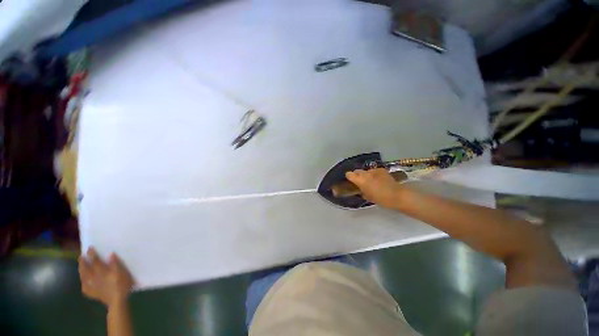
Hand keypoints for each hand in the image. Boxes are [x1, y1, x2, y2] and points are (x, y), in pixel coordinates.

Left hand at [78, 247, 134, 306]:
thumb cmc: (120, 287)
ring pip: (83, 276)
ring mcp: (92, 285)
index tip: (90, 248)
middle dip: (82, 261)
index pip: (93, 257)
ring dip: (81, 272)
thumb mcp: (122, 273)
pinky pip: (86, 289)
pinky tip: (84, 285)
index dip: (91, 252)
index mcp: (99, 269)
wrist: (118, 304)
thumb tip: (111, 254)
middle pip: (84, 266)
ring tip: (81, 269)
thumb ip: (116, 264)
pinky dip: (84, 286)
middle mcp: (93, 275)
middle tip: (82, 257)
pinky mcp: (94, 294)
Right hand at [345, 168, 403, 208]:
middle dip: (358, 175)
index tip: (351, 182)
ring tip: (372, 182)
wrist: (396, 194)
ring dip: (367, 175)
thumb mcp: (369, 197)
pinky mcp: (382, 169)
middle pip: (358, 171)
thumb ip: (363, 191)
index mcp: (361, 181)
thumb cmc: (381, 199)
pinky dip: (375, 174)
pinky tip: (379, 180)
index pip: (349, 174)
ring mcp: (375, 170)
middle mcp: (366, 173)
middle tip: (361, 183)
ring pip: (367, 171)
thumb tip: (361, 189)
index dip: (349, 177)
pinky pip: (375, 171)